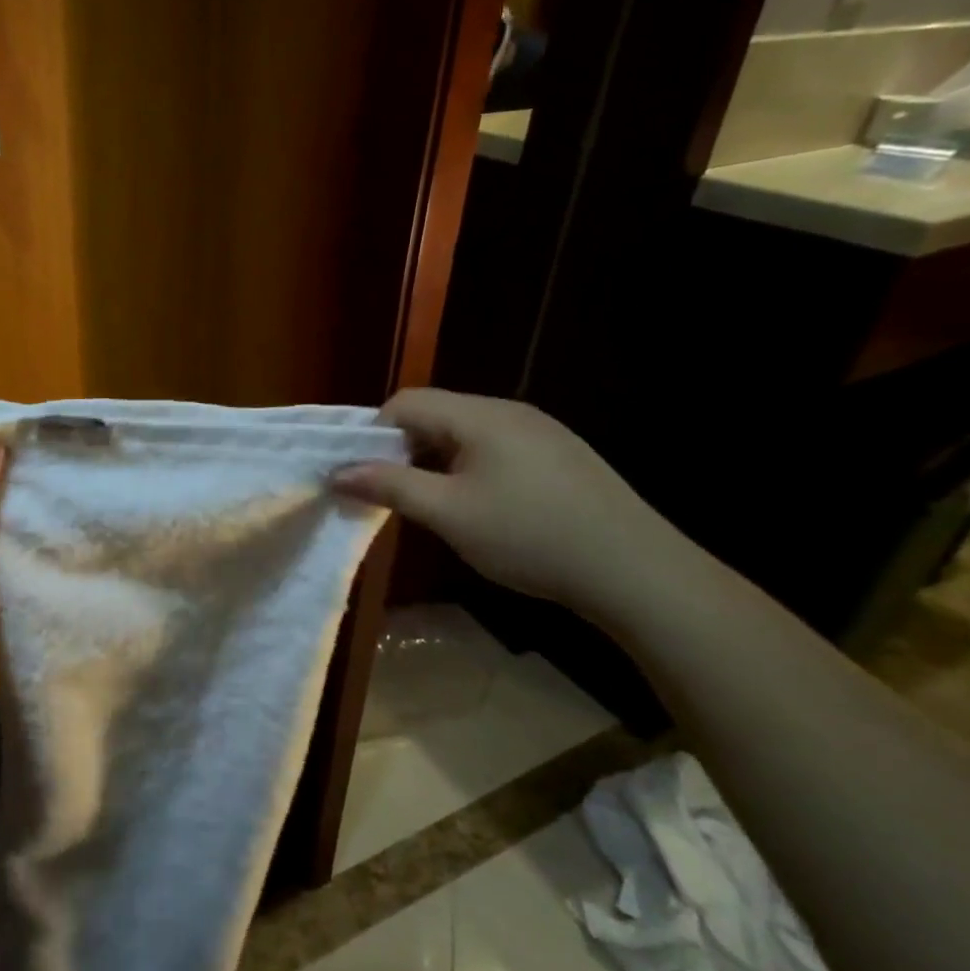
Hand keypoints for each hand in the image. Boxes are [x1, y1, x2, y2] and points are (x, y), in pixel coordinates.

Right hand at [333, 388, 681, 618]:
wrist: (633, 568)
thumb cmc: (528, 536)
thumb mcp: (448, 513)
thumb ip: (390, 486)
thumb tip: (337, 471)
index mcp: (480, 415)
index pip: (405, 402)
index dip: (374, 434)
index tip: (365, 477)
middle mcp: (509, 411)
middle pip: (436, 414)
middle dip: (404, 450)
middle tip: (395, 496)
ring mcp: (540, 431)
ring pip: (466, 434)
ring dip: (436, 462)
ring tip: (437, 506)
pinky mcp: (560, 455)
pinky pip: (496, 449)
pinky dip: (470, 469)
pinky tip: (484, 509)